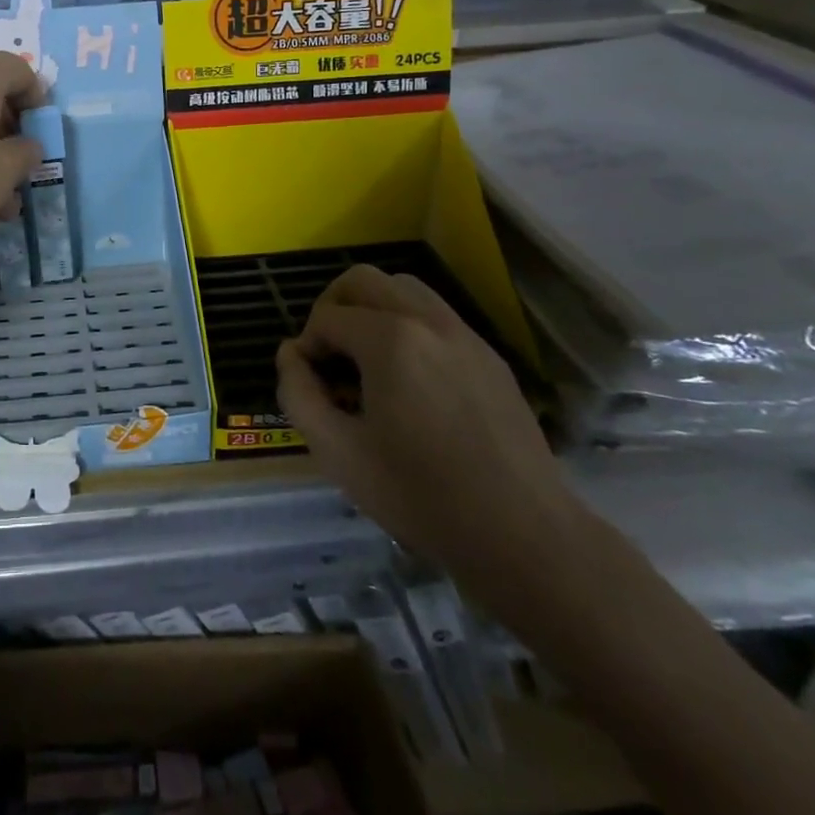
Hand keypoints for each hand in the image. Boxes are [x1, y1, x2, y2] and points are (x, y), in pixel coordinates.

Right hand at [276, 266, 589, 613]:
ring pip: (404, 288)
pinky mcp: (490, 356)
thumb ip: (298, 393)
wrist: (524, 534)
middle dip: (333, 308)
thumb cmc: (420, 495)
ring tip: (365, 359)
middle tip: (328, 355)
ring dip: (372, 309)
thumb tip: (291, 355)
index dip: (306, 347)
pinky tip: (409, 379)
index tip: (310, 386)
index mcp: (390, 339)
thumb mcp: (337, 452)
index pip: (327, 317)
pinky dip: (408, 325)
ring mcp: (465, 335)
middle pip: (363, 280)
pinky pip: (436, 316)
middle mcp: (428, 321)